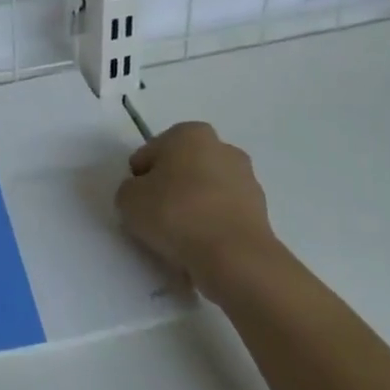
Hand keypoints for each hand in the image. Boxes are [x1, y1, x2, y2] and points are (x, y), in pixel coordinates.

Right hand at [116, 122, 275, 285]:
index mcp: (189, 133)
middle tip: (156, 219)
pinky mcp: (261, 211)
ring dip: (192, 208)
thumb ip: (130, 190)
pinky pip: (223, 215)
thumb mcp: (128, 199)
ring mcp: (246, 179)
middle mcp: (222, 147)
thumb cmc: (176, 214)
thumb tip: (142, 195)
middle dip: (169, 189)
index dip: (139, 179)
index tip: (138, 203)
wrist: (234, 257)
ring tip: (180, 239)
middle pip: (181, 169)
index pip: (150, 154)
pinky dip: (211, 227)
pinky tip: (202, 248)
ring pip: (204, 192)